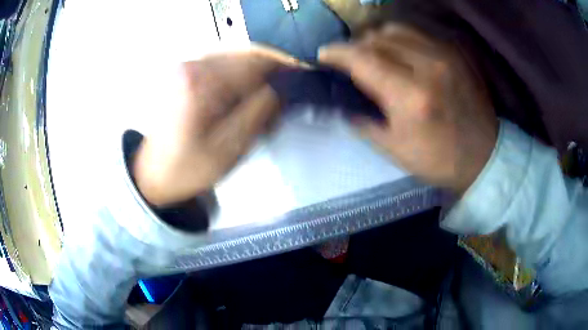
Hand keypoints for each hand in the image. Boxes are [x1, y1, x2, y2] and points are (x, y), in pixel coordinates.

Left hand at [133, 49, 297, 206]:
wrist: (155, 174)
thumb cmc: (187, 169)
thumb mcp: (230, 148)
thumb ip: (259, 112)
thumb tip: (282, 87)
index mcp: (199, 83)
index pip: (254, 61)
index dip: (283, 65)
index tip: (301, 73)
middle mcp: (191, 66)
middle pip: (246, 53)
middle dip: (271, 69)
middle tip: (285, 91)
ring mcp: (187, 67)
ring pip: (236, 56)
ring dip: (257, 73)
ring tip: (266, 97)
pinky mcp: (187, 74)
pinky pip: (223, 64)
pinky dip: (241, 75)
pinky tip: (245, 94)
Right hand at [319, 24, 497, 194]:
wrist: (483, 155)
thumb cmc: (438, 159)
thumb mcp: (394, 149)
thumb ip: (363, 120)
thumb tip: (344, 100)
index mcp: (410, 96)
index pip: (363, 58)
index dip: (336, 53)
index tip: (323, 55)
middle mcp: (428, 66)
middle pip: (376, 38)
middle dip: (355, 46)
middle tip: (349, 61)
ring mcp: (444, 55)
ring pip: (395, 29)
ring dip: (375, 39)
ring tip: (373, 54)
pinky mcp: (454, 53)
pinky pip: (416, 33)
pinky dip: (398, 39)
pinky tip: (398, 54)